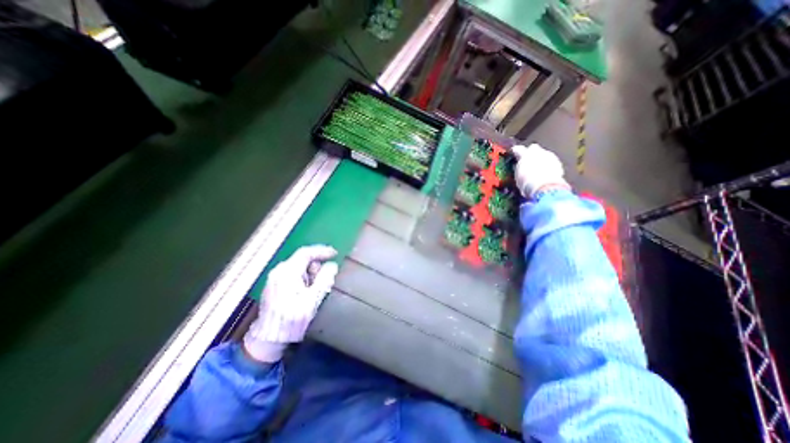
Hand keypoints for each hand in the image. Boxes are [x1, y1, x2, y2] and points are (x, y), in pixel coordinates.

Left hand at [243, 245, 337, 363]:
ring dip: (310, 274)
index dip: (322, 251)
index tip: (334, 253)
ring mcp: (274, 278)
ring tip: (315, 290)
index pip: (306, 253)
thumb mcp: (313, 299)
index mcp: (287, 272)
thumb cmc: (292, 319)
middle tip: (325, 279)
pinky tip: (306, 292)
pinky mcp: (273, 285)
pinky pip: (292, 274)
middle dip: (317, 266)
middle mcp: (279, 271)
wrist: (269, 339)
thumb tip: (332, 265)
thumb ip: (324, 279)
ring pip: (298, 267)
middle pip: (302, 259)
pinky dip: (303, 278)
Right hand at [513, 142, 568, 197]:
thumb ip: (518, 168)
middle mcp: (538, 152)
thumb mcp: (518, 176)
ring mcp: (549, 156)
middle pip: (533, 148)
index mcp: (525, 154)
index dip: (516, 151)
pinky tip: (545, 174)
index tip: (514, 153)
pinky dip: (548, 166)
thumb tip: (517, 167)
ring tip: (536, 169)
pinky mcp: (558, 163)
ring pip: (543, 154)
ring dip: (540, 160)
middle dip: (531, 153)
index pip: (518, 149)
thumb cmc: (527, 182)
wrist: (545, 187)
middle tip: (527, 161)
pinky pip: (551, 161)